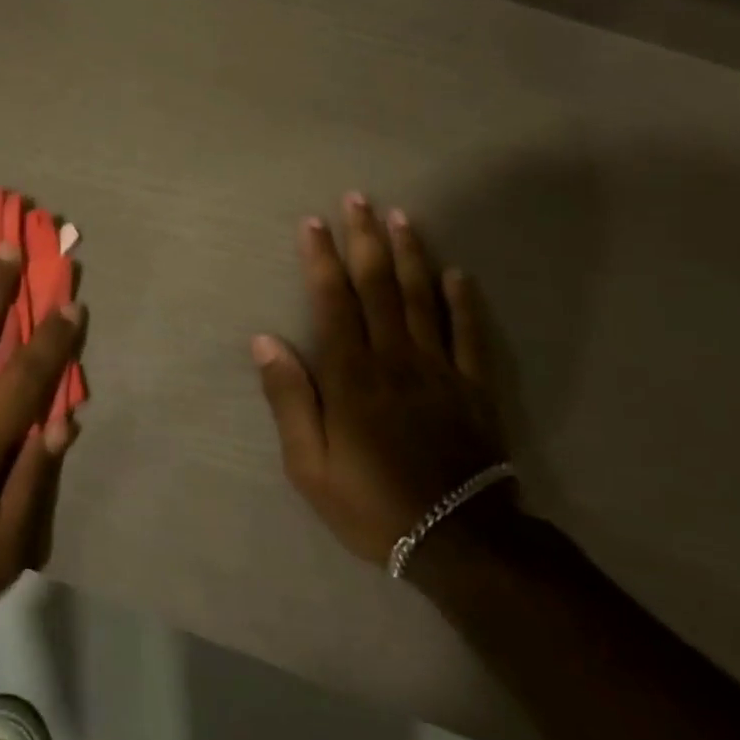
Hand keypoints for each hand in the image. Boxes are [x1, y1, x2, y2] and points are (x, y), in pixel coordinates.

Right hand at [253, 195, 510, 567]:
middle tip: (358, 198)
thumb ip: (289, 399)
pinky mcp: (474, 387)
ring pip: (422, 298)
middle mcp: (395, 358)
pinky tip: (457, 273)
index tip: (313, 223)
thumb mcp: (309, 465)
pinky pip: (470, 334)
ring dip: (410, 254)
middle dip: (365, 238)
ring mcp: (439, 369)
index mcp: (352, 375)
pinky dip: (464, 301)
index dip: (321, 259)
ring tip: (402, 216)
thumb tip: (265, 340)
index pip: (333, 301)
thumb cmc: (372, 504)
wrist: (459, 541)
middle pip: (379, 286)